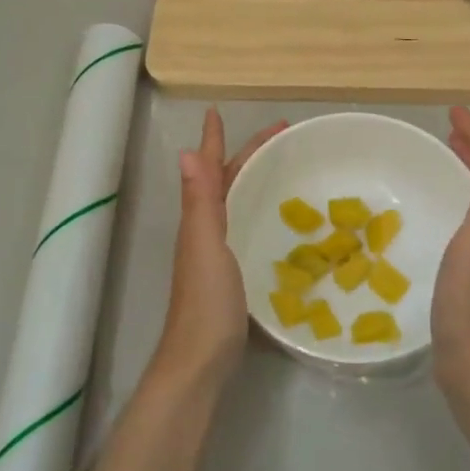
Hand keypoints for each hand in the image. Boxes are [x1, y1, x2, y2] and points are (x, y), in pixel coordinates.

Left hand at [155, 107, 284, 388]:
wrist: (201, 360)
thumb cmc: (206, 302)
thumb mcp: (205, 246)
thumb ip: (199, 203)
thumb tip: (187, 152)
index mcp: (200, 219)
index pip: (211, 169)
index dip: (214, 140)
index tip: (219, 111)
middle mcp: (205, 229)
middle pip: (227, 181)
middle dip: (248, 154)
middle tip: (282, 136)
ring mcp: (217, 252)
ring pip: (235, 202)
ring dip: (252, 178)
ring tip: (280, 166)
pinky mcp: (232, 273)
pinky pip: (246, 226)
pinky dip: (258, 210)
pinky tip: (276, 218)